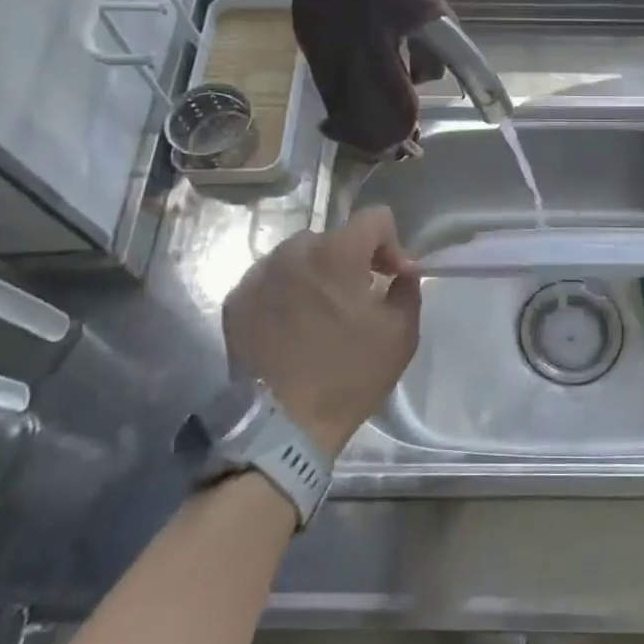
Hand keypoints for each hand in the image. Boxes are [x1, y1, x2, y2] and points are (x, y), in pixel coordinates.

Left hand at [221, 208, 421, 457]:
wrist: (282, 426)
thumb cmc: (348, 376)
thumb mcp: (400, 334)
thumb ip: (407, 290)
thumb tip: (401, 273)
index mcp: (337, 253)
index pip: (375, 217)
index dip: (391, 243)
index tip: (393, 278)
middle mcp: (293, 251)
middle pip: (335, 237)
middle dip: (352, 259)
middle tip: (359, 297)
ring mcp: (259, 274)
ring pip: (299, 255)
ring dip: (317, 273)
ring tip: (322, 312)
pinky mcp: (236, 300)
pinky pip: (271, 279)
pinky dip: (286, 291)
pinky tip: (292, 325)